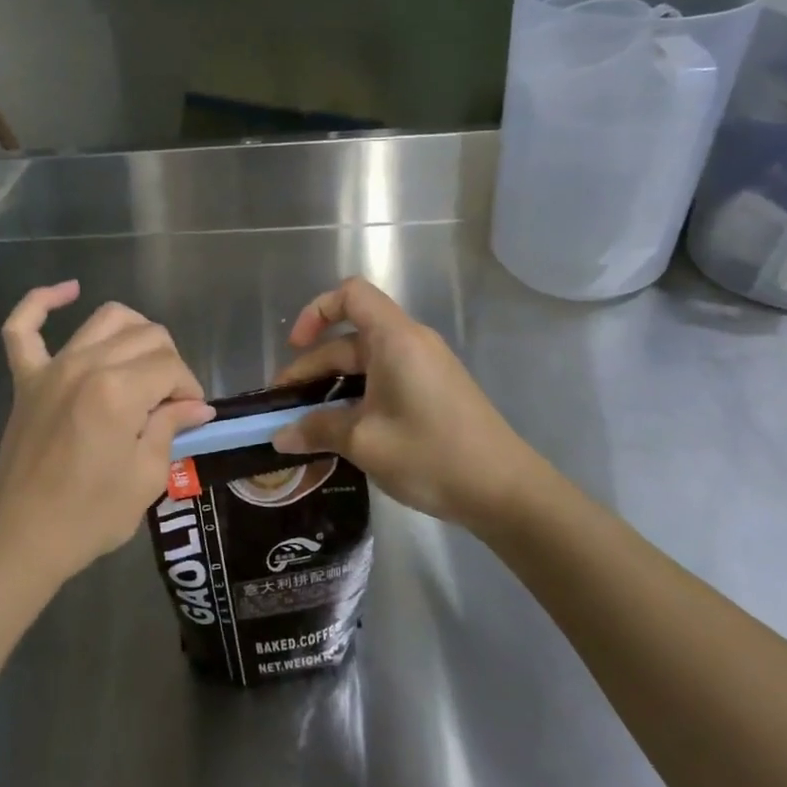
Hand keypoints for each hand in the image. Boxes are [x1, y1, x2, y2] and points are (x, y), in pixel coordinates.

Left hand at [0, 282, 213, 586]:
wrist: (22, 538)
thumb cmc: (90, 515)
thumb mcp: (146, 477)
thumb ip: (170, 428)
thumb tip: (196, 406)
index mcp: (119, 391)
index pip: (171, 366)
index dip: (190, 388)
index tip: (191, 416)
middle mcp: (86, 365)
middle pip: (146, 336)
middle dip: (170, 363)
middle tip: (170, 401)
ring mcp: (51, 367)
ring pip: (105, 319)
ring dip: (134, 332)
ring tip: (144, 363)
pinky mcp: (25, 378)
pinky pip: (23, 327)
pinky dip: (42, 302)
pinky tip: (69, 291)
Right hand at [272, 277, 543, 525]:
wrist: (506, 491)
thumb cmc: (430, 454)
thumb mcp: (364, 442)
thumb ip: (317, 430)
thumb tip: (280, 436)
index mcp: (395, 340)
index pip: (351, 295)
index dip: (316, 312)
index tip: (295, 347)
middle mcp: (411, 344)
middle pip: (351, 338)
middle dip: (313, 368)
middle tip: (285, 408)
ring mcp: (426, 368)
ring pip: (367, 364)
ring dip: (333, 388)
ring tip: (307, 424)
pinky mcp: (435, 392)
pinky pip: (386, 380)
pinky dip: (358, 397)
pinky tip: (344, 432)